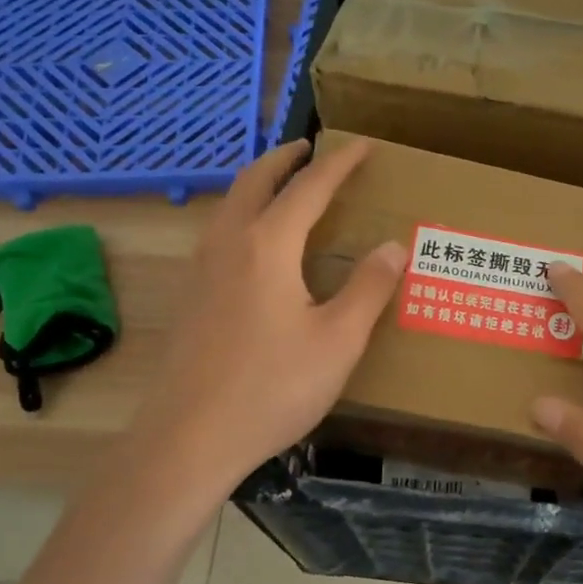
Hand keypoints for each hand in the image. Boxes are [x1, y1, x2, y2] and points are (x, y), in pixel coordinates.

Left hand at [125, 138, 404, 495]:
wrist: (188, 438)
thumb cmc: (272, 388)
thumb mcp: (338, 341)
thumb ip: (368, 288)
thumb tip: (394, 246)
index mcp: (268, 245)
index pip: (309, 187)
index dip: (339, 163)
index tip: (362, 145)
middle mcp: (228, 244)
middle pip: (255, 181)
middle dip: (285, 158)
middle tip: (311, 149)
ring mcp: (201, 270)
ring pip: (230, 205)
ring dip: (259, 183)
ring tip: (285, 187)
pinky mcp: (190, 297)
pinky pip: (219, 233)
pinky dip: (243, 213)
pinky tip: (256, 245)